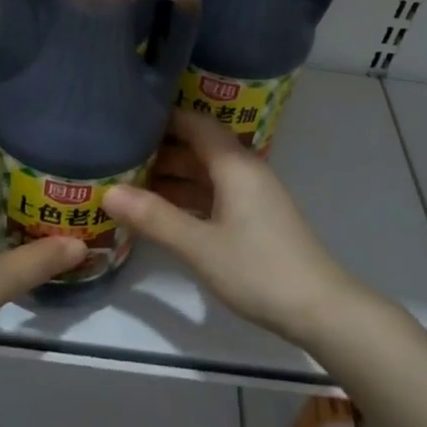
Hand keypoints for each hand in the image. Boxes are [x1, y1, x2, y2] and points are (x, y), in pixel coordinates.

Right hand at [104, 109, 368, 345]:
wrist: (319, 309)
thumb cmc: (258, 270)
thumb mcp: (199, 246)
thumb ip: (154, 218)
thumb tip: (107, 192)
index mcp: (235, 165)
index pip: (195, 123)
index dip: (162, 117)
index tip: (125, 118)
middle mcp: (244, 171)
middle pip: (198, 146)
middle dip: (159, 148)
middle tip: (115, 154)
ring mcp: (251, 195)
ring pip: (204, 173)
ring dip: (170, 176)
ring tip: (127, 181)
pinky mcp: (254, 218)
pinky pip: (213, 194)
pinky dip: (186, 197)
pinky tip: (159, 211)